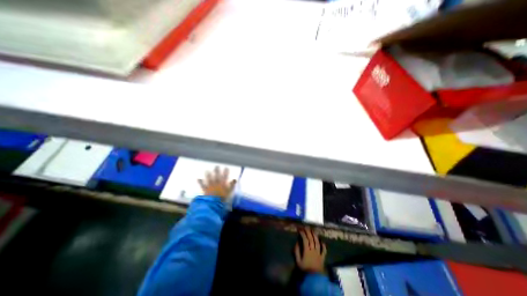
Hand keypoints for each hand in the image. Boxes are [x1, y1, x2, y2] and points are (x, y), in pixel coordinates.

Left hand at [197, 166, 236, 200]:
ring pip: (209, 179)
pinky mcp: (205, 190)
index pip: (225, 176)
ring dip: (208, 174)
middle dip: (217, 171)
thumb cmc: (223, 198)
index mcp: (223, 184)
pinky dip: (200, 182)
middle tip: (217, 166)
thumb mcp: (230, 192)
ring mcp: (210, 186)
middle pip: (217, 176)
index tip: (226, 168)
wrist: (214, 204)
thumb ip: (232, 185)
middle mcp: (216, 183)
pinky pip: (202, 185)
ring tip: (207, 170)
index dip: (226, 172)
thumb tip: (235, 179)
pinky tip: (198, 179)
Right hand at [296, 228, 325, 273]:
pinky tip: (322, 241)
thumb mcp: (298, 261)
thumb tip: (297, 243)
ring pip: (317, 242)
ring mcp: (319, 253)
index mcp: (307, 250)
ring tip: (313, 230)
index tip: (299, 229)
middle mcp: (313, 250)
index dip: (302, 233)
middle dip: (308, 232)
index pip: (305, 239)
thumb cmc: (305, 270)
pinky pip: (324, 250)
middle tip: (306, 226)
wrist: (314, 279)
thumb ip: (297, 251)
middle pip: (311, 239)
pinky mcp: (322, 257)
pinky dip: (323, 245)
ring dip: (315, 236)